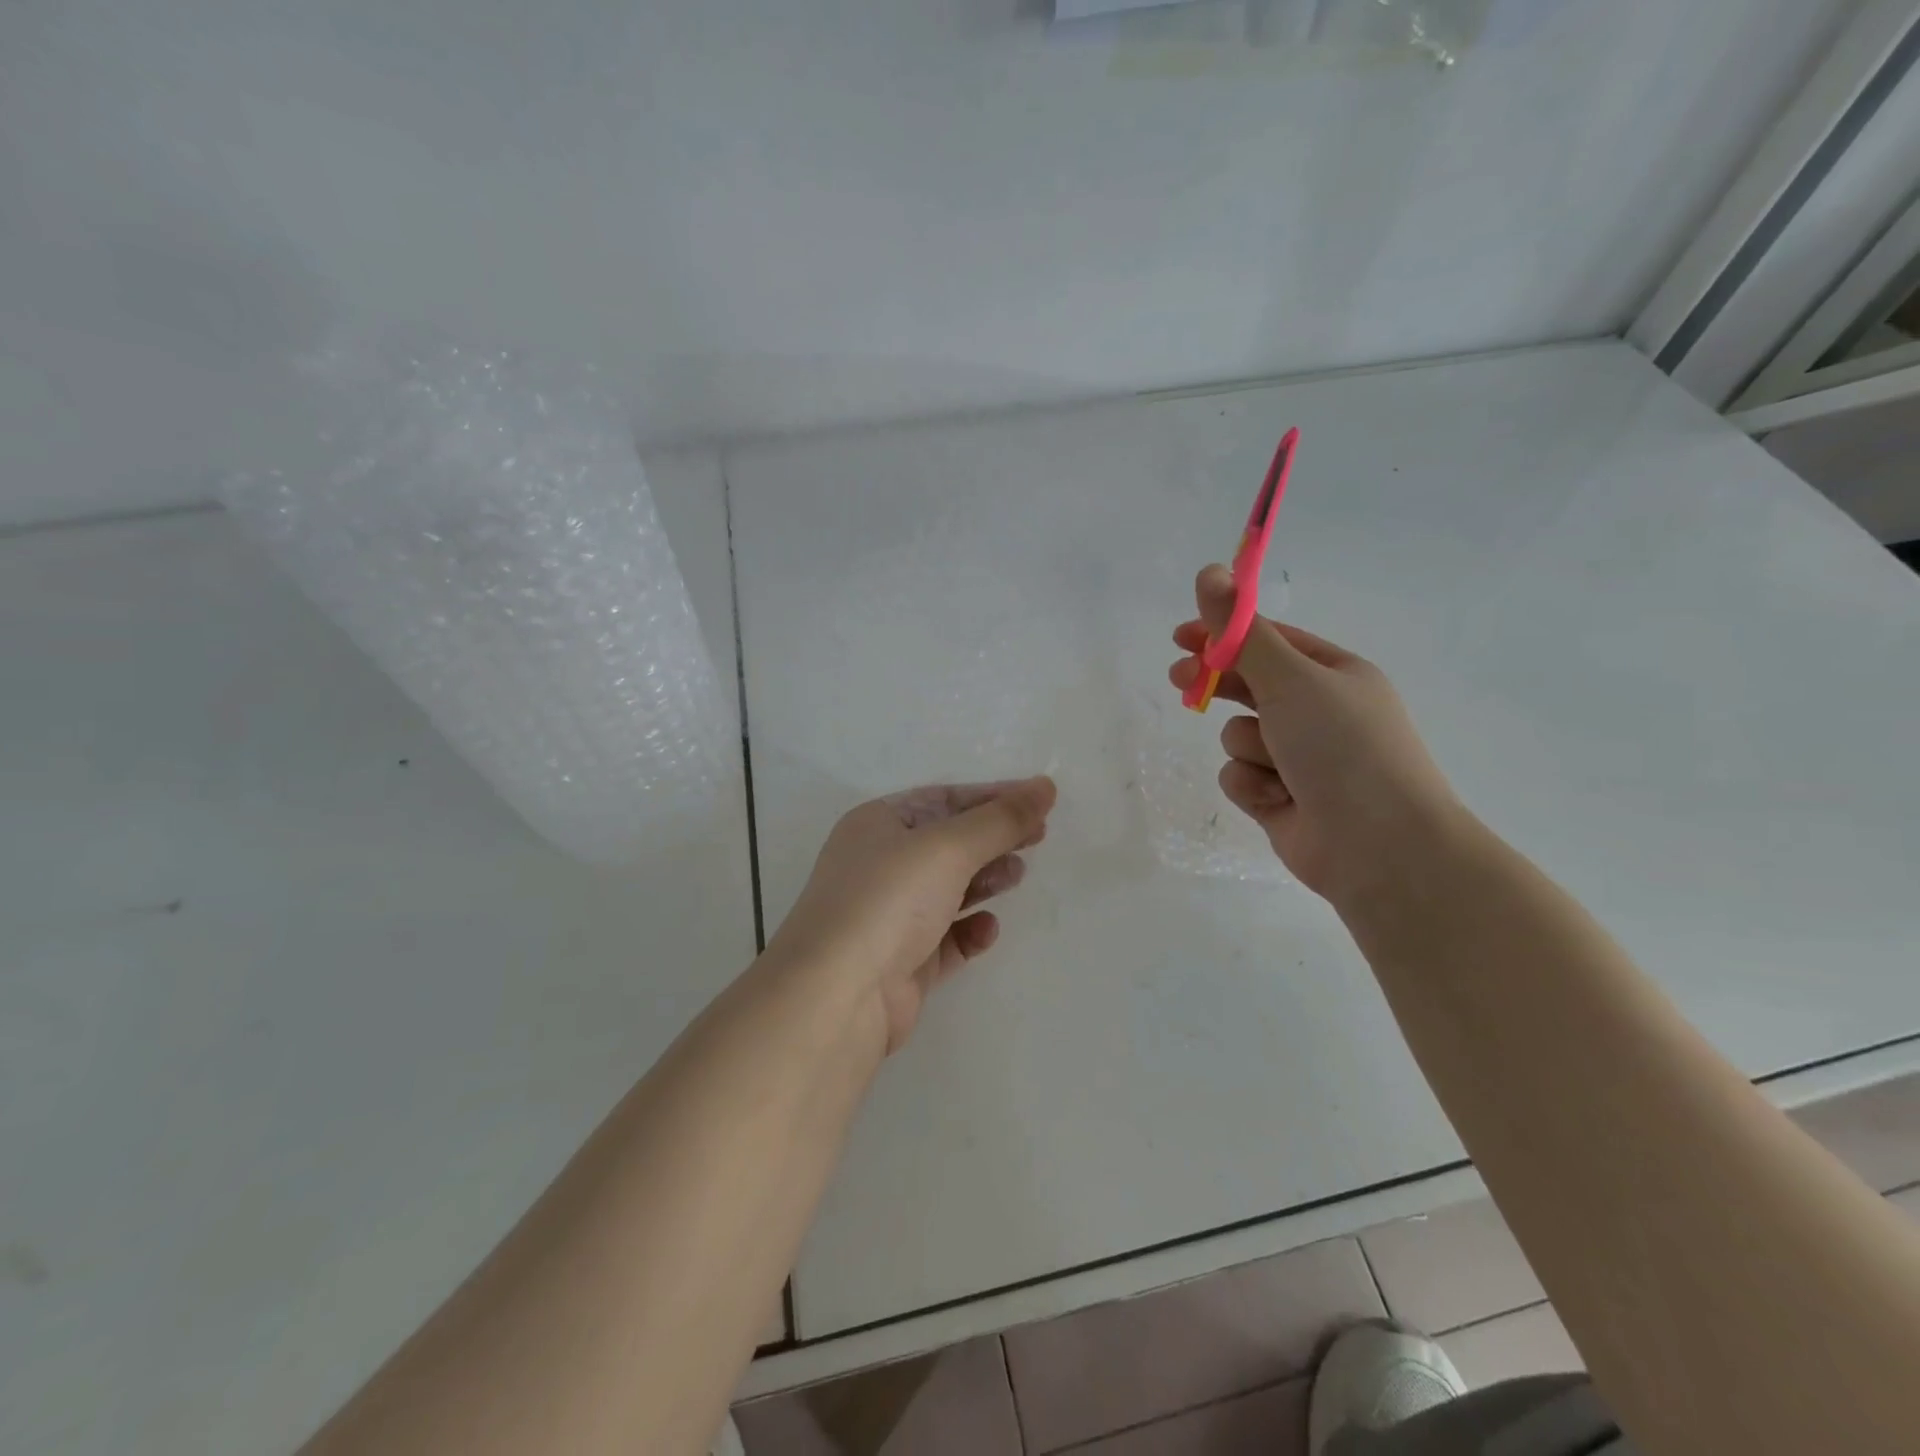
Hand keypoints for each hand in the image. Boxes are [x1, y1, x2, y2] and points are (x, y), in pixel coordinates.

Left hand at [768, 777, 1056, 1054]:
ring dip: (984, 880)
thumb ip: (1000, 819)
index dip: (992, 798)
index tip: (1040, 801)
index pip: (943, 799)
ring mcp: (888, 916)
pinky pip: (945, 938)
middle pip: (947, 843)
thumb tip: (1046, 786)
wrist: (838, 996)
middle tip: (1038, 838)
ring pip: (947, 890)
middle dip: (991, 839)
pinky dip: (969, 931)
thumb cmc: (888, 900)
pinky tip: (987, 929)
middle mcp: (879, 865)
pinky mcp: (901, 962)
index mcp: (877, 824)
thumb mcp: (948, 848)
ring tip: (1017, 876)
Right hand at [1169, 565, 1459, 904]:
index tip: (1181, 635)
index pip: (1269, 641)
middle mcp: (1318, 712)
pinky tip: (1276, 799)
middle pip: (1250, 685)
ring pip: (1239, 735)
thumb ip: (1241, 632)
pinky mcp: (1280, 797)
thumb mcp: (1290, 679)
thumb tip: (1209, 572)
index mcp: (1334, 674)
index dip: (1224, 634)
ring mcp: (1299, 758)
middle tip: (1180, 678)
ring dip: (1248, 747)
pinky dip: (1251, 785)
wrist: (1380, 846)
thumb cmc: (1342, 748)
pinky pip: (1241, 776)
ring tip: (1276, 766)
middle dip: (1217, 683)